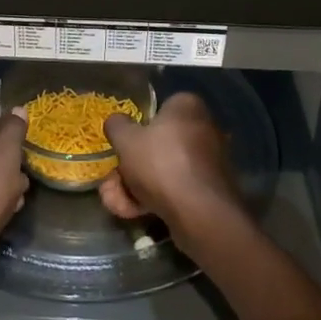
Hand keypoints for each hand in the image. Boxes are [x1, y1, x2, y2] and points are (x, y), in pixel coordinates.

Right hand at [97, 93, 246, 246]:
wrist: (201, 212)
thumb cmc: (161, 163)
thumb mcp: (126, 139)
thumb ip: (117, 126)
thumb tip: (116, 121)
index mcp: (187, 106)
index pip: (157, 111)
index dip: (135, 130)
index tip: (121, 148)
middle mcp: (203, 129)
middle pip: (157, 146)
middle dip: (129, 169)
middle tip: (111, 184)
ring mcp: (209, 162)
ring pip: (163, 171)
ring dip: (136, 188)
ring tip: (117, 204)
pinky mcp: (209, 190)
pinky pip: (177, 189)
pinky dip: (156, 200)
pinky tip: (134, 213)